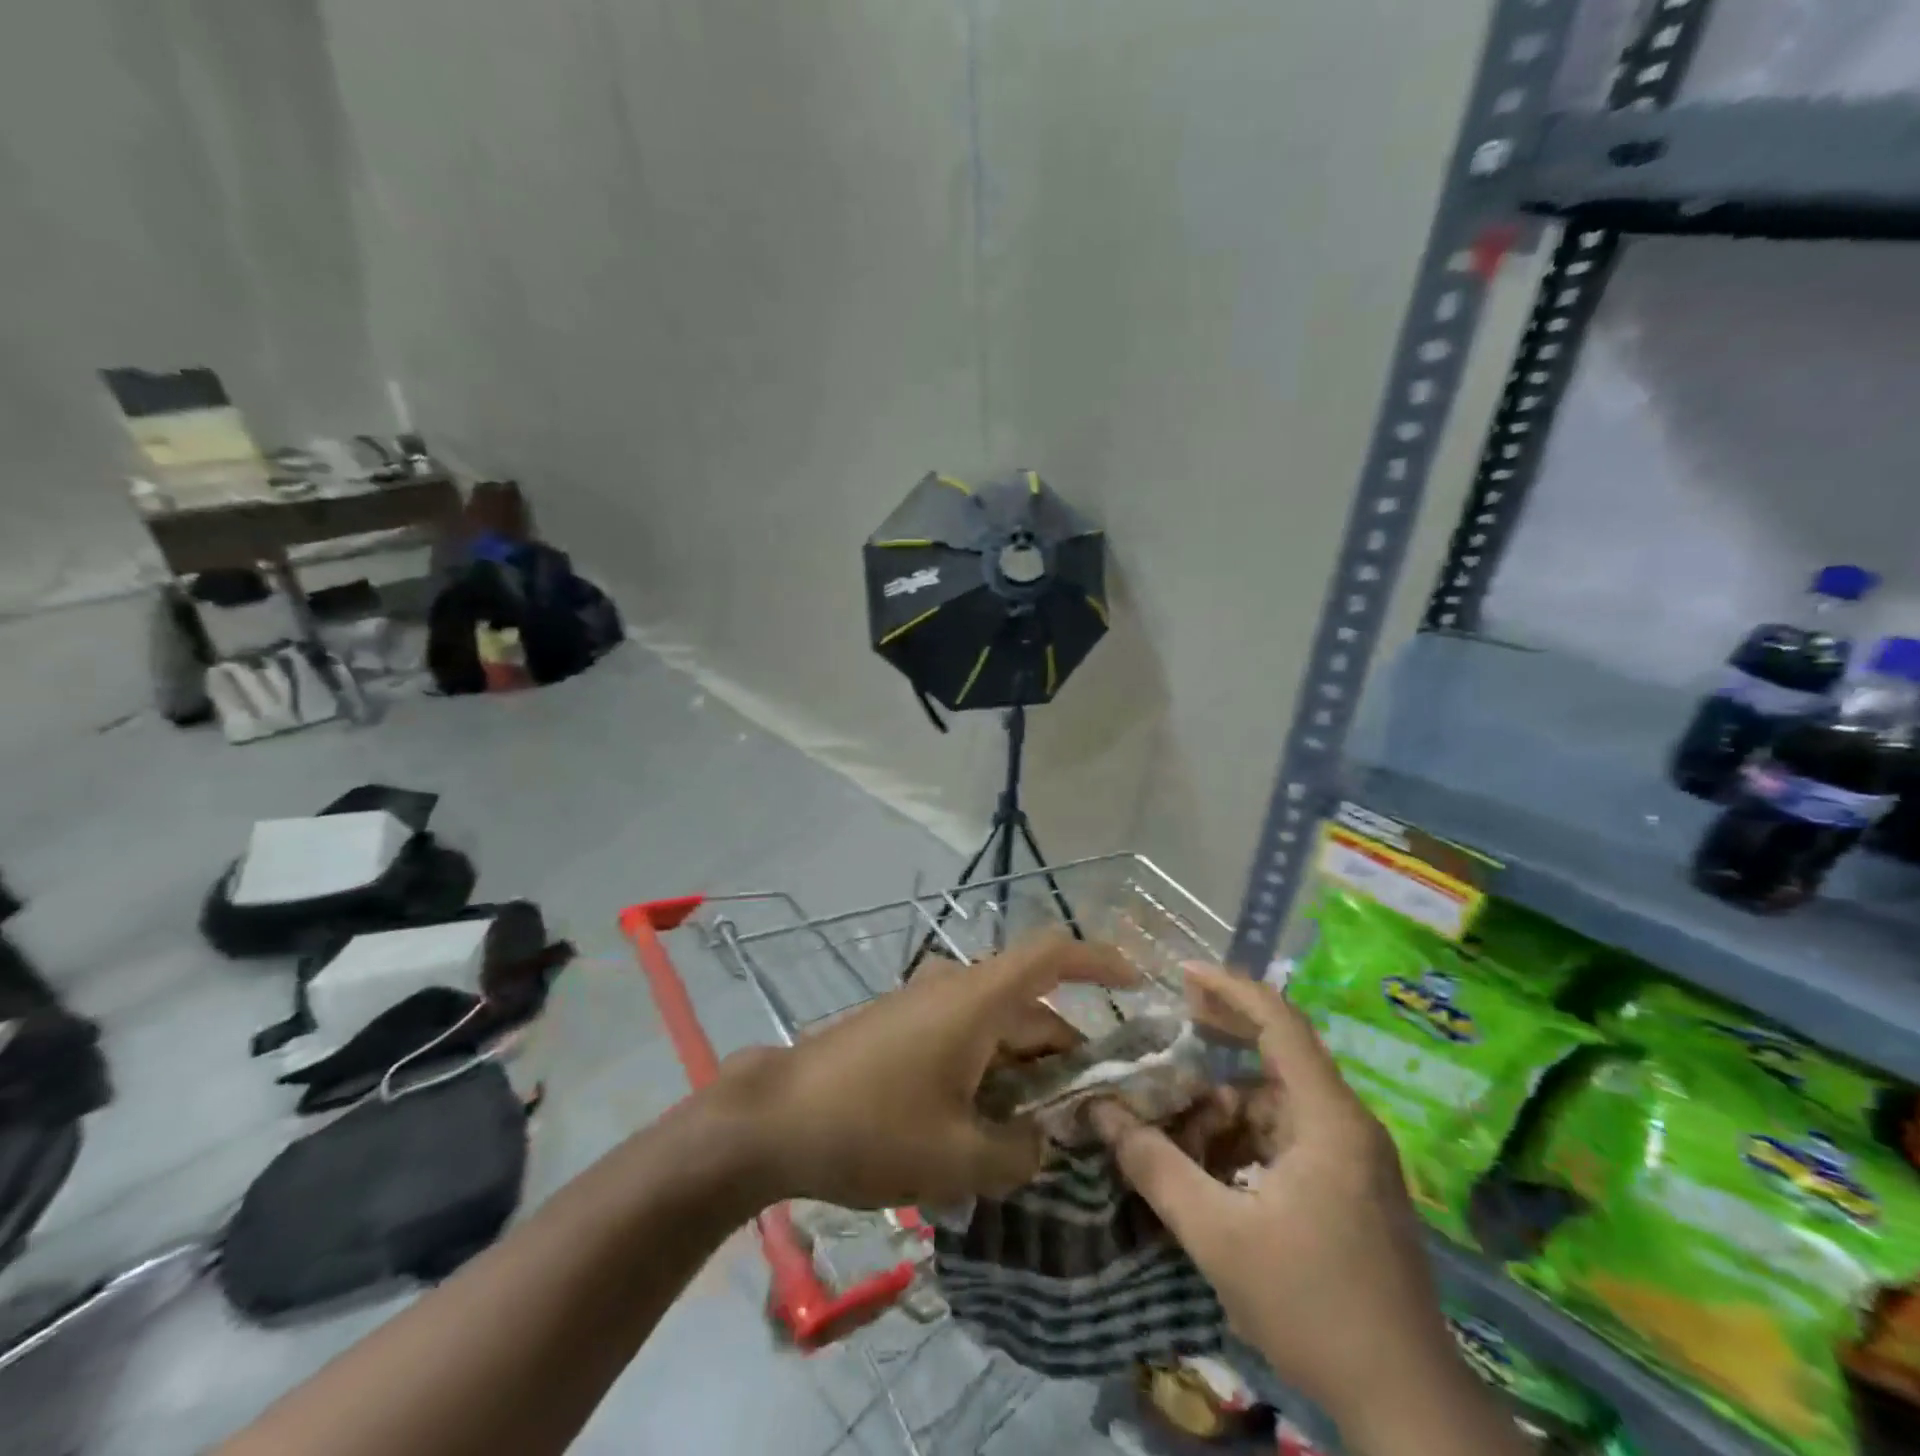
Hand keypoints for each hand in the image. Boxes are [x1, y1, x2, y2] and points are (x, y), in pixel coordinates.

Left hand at [717, 934, 1136, 1209]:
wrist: (774, 1118)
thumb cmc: (870, 1128)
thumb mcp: (956, 1158)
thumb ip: (1018, 1154)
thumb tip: (1041, 1143)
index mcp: (977, 1000)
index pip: (1052, 954)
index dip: (1100, 960)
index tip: (1137, 984)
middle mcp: (955, 990)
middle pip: (1031, 1008)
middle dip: (1067, 1056)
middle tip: (1093, 1116)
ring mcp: (924, 1007)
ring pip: (997, 1029)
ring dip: (1025, 1073)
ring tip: (1041, 1136)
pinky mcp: (902, 1029)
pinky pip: (965, 1040)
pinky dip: (989, 1074)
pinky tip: (985, 1129)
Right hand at [1089, 966, 1461, 1436]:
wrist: (1409, 1408)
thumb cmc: (1313, 1307)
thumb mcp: (1218, 1234)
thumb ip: (1154, 1166)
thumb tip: (1100, 1112)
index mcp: (1328, 1118)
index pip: (1279, 1022)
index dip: (1230, 988)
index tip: (1182, 972)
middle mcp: (1347, 1124)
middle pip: (1279, 1053)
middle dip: (1222, 1036)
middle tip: (1171, 1023)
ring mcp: (1354, 1158)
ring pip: (1278, 1103)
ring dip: (1227, 1103)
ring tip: (1176, 1119)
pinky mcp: (1351, 1188)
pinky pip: (1289, 1137)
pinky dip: (1246, 1137)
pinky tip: (1210, 1164)